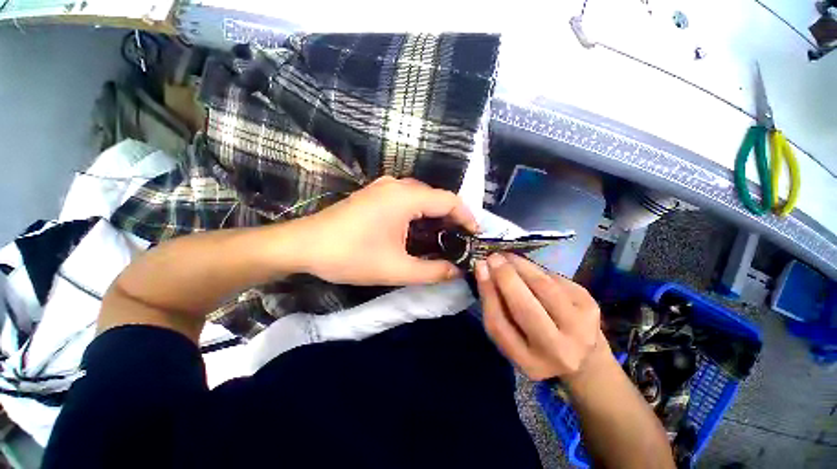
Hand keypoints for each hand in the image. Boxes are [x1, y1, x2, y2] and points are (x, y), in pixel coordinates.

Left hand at [293, 176, 477, 285]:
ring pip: (421, 199)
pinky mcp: (375, 195)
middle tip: (460, 242)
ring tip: (444, 240)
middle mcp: (397, 185)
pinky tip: (419, 233)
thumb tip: (457, 272)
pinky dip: (419, 215)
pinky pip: (406, 201)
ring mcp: (384, 188)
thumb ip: (432, 271)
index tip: (475, 236)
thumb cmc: (350, 256)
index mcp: (406, 197)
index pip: (449, 200)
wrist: (304, 246)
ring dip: (435, 218)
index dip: (467, 217)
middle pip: (436, 198)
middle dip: (452, 219)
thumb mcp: (395, 269)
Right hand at [475, 253, 602, 380]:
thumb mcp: (512, 337)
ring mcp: (580, 328)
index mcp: (529, 363)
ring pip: (544, 287)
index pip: (500, 325)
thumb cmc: (536, 345)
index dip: (488, 293)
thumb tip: (484, 269)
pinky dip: (536, 269)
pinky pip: (555, 280)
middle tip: (493, 257)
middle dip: (506, 277)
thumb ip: (496, 307)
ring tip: (507, 257)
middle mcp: (558, 351)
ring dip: (522, 266)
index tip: (480, 267)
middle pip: (525, 308)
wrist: (583, 355)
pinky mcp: (591, 306)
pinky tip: (527, 267)